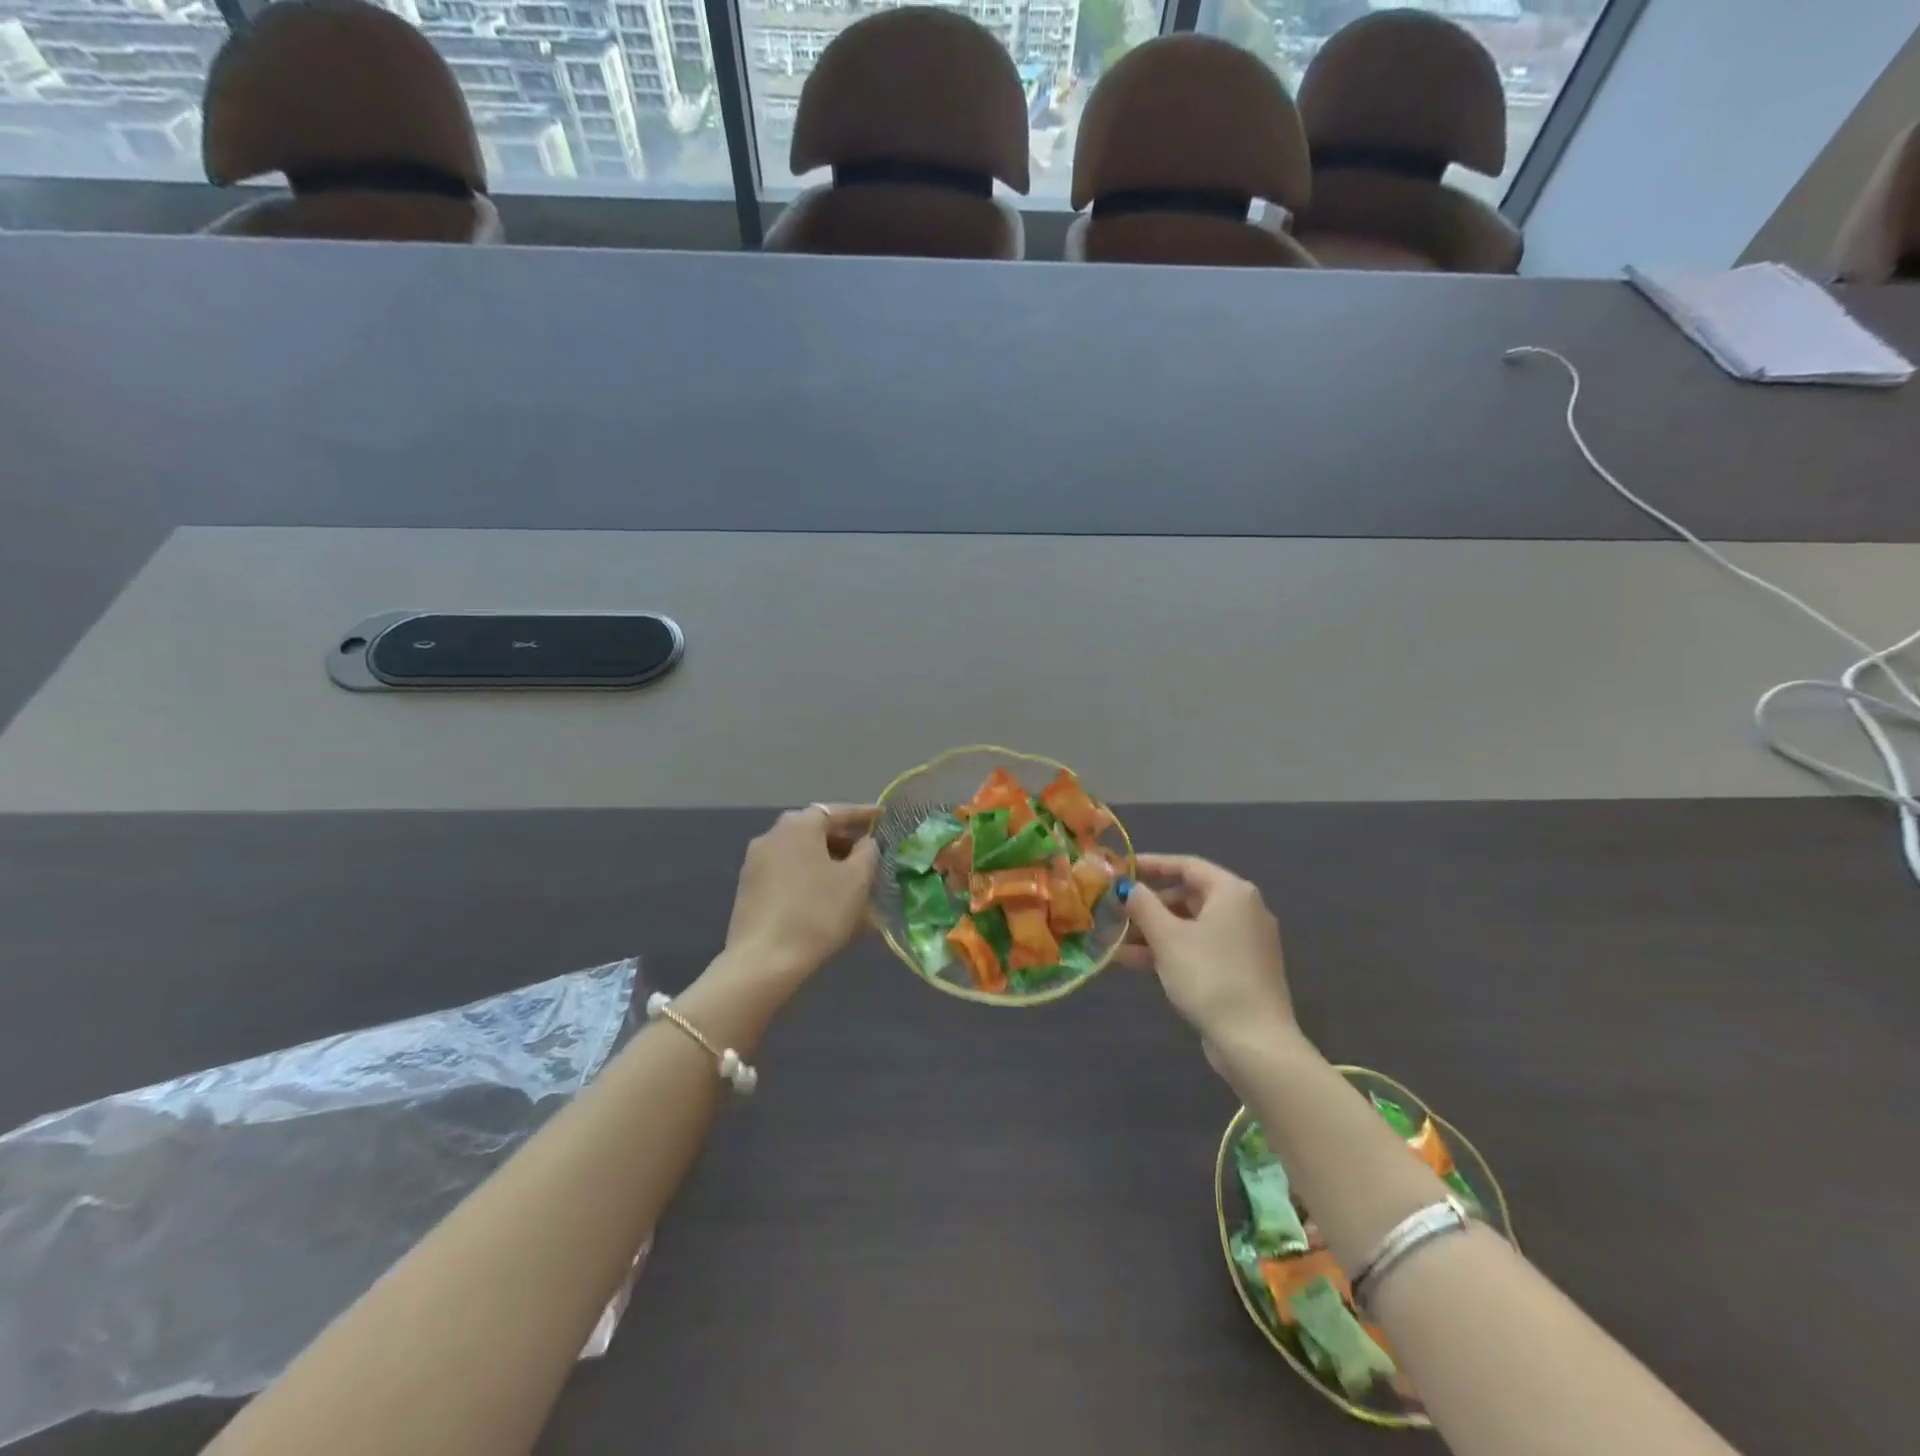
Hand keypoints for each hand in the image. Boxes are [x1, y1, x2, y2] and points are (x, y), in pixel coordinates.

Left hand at [723, 805, 878, 981]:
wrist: (763, 962)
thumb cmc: (816, 913)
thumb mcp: (856, 881)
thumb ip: (867, 852)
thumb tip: (865, 843)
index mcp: (798, 825)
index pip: (837, 811)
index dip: (864, 815)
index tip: (884, 819)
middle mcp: (772, 835)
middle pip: (816, 831)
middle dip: (845, 842)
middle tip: (871, 855)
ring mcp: (756, 862)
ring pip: (802, 855)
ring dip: (827, 863)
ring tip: (852, 883)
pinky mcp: (749, 889)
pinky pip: (788, 874)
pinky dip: (809, 879)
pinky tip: (826, 900)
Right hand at [1120, 853, 1294, 1047]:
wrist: (1254, 1042)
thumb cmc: (1209, 976)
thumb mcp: (1167, 937)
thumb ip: (1143, 905)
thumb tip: (1128, 887)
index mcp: (1232, 892)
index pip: (1186, 865)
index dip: (1151, 865)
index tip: (1121, 870)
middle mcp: (1243, 910)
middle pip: (1187, 896)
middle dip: (1148, 905)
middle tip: (1114, 911)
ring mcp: (1244, 942)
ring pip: (1190, 926)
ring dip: (1152, 932)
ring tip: (1114, 941)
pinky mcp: (1240, 970)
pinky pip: (1199, 948)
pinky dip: (1169, 951)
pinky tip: (1133, 962)